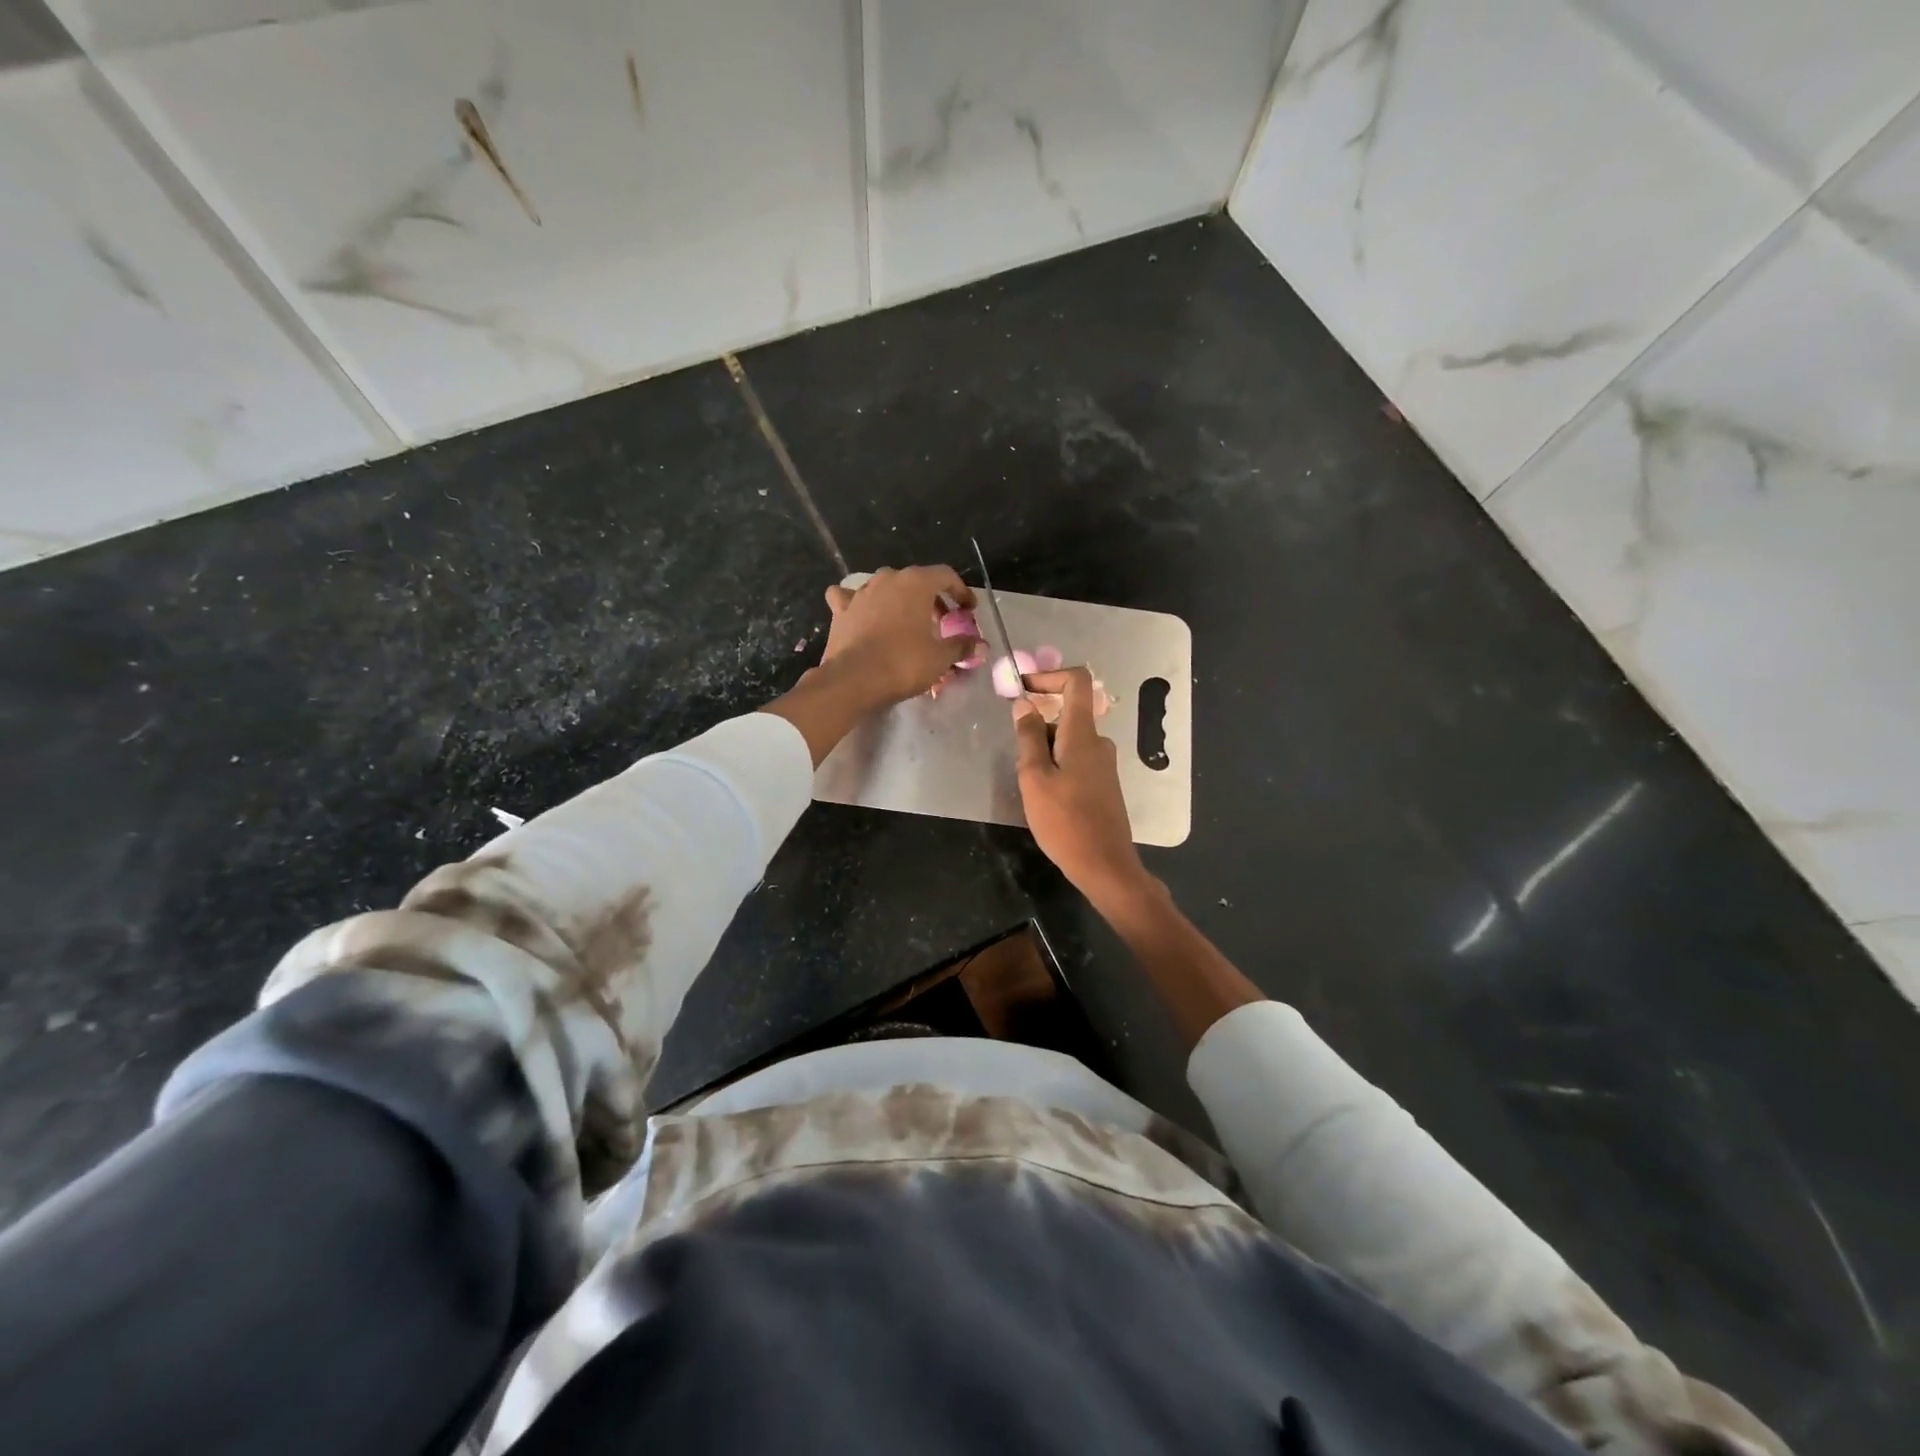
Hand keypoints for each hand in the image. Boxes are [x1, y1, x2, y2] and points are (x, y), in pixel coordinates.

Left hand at [821, 566, 977, 708]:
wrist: (854, 680)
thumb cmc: (903, 663)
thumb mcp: (940, 657)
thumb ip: (961, 646)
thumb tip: (980, 644)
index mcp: (916, 583)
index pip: (946, 575)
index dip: (961, 591)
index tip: (968, 610)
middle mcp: (888, 579)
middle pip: (917, 581)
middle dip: (931, 599)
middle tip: (941, 622)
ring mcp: (861, 592)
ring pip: (885, 588)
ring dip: (899, 601)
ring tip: (907, 622)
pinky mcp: (841, 610)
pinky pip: (850, 598)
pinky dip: (859, 604)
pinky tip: (862, 614)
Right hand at [1012, 668, 1147, 903]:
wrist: (1104, 865)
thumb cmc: (1064, 821)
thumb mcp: (1035, 777)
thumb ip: (1029, 737)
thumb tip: (1024, 703)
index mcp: (1083, 734)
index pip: (1077, 682)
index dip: (1049, 676)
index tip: (1023, 689)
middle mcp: (1099, 742)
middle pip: (1068, 714)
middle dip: (1038, 726)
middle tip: (1018, 759)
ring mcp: (1104, 763)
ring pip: (1069, 740)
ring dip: (1045, 750)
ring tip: (1030, 785)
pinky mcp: (1104, 783)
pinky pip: (1077, 759)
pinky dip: (1057, 765)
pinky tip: (1046, 797)